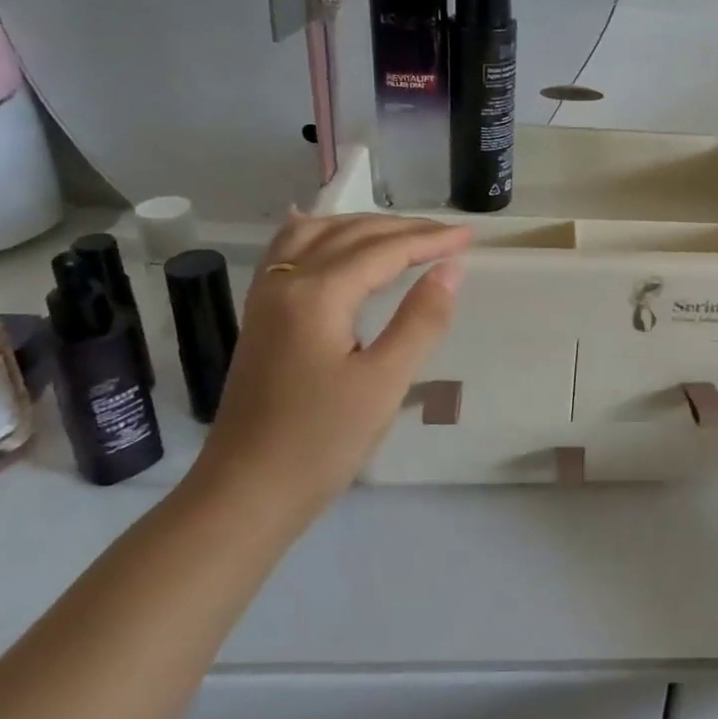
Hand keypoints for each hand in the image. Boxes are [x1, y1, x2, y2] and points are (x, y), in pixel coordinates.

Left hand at [189, 212, 470, 518]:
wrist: (247, 492)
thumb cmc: (322, 441)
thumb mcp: (385, 382)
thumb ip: (421, 320)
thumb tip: (450, 269)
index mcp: (317, 295)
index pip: (383, 251)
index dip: (430, 240)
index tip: (470, 237)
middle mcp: (286, 282)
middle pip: (350, 234)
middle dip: (403, 229)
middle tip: (449, 235)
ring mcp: (266, 299)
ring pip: (315, 235)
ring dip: (361, 226)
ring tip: (400, 233)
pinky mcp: (261, 319)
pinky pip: (287, 253)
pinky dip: (318, 235)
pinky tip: (325, 234)